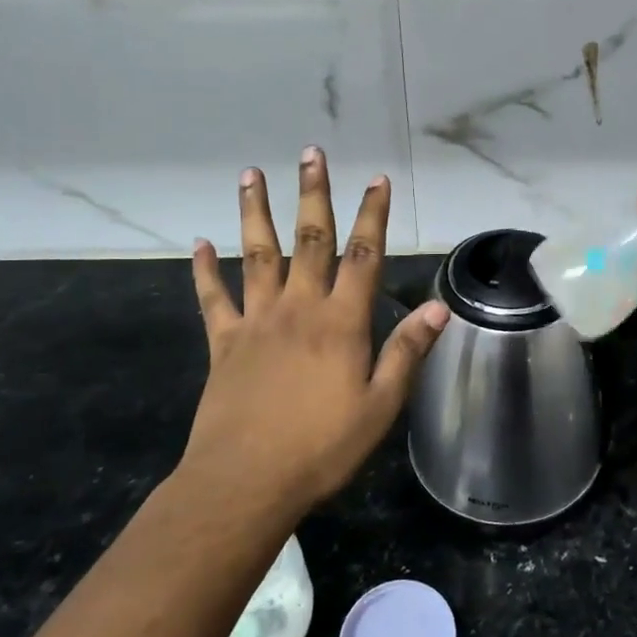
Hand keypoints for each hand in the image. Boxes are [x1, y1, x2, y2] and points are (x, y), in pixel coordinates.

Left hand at [184, 147, 449, 512]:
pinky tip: (198, 245)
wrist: (245, 482)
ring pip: (257, 255)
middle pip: (309, 240)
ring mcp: (257, 322)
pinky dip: (205, 271)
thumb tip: (438, 307)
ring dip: (256, 213)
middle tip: (311, 154)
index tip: (377, 180)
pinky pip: (213, 299)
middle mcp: (299, 308)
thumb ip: (407, 352)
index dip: (373, 215)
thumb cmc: (321, 447)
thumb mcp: (380, 406)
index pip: (364, 256)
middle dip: (313, 194)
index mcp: (341, 322)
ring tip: (252, 174)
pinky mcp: (224, 343)